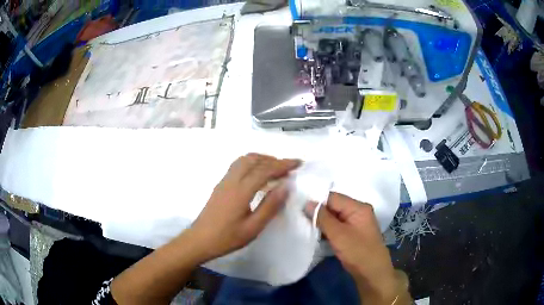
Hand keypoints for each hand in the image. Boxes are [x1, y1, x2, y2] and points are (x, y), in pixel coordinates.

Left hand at [188, 153, 299, 261]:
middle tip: (288, 168)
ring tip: (275, 169)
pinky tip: (258, 176)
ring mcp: (224, 181)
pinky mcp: (220, 185)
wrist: (199, 240)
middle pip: (253, 159)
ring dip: (261, 159)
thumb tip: (286, 186)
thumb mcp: (253, 227)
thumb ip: (270, 206)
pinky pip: (237, 166)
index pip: (265, 170)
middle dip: (273, 159)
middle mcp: (231, 180)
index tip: (298, 163)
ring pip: (243, 160)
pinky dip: (251, 164)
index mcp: (241, 190)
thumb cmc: (227, 238)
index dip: (283, 164)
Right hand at [305, 193, 404, 303]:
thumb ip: (322, 217)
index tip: (300, 209)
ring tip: (307, 227)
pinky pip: (338, 225)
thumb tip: (307, 204)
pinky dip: (328, 229)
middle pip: (334, 206)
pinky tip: (318, 234)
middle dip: (319, 213)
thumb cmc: (357, 251)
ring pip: (335, 217)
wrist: (372, 272)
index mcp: (358, 207)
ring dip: (323, 222)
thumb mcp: (338, 234)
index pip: (333, 197)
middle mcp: (358, 211)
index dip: (317, 202)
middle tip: (302, 219)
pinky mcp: (353, 232)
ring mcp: (356, 222)